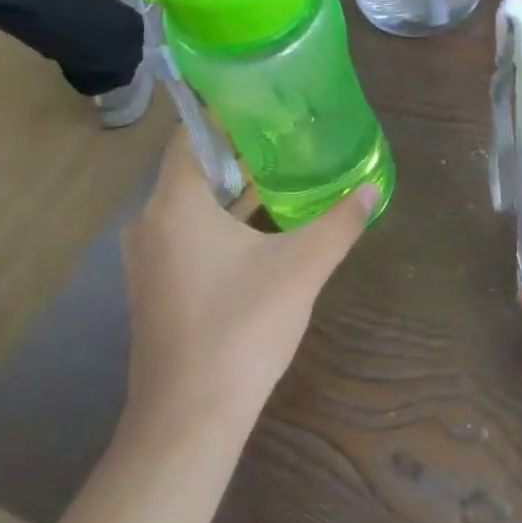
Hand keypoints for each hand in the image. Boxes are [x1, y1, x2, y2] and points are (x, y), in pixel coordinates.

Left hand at [120, 127, 377, 439]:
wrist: (189, 420)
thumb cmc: (241, 328)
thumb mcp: (302, 268)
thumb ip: (339, 223)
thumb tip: (372, 190)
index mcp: (174, 205)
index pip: (191, 136)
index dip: (226, 114)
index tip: (266, 102)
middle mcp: (150, 223)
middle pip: (194, 169)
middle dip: (240, 152)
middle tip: (287, 135)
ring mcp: (149, 260)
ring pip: (192, 206)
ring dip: (233, 190)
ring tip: (282, 173)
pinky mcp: (157, 289)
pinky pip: (189, 236)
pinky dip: (222, 223)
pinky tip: (264, 229)